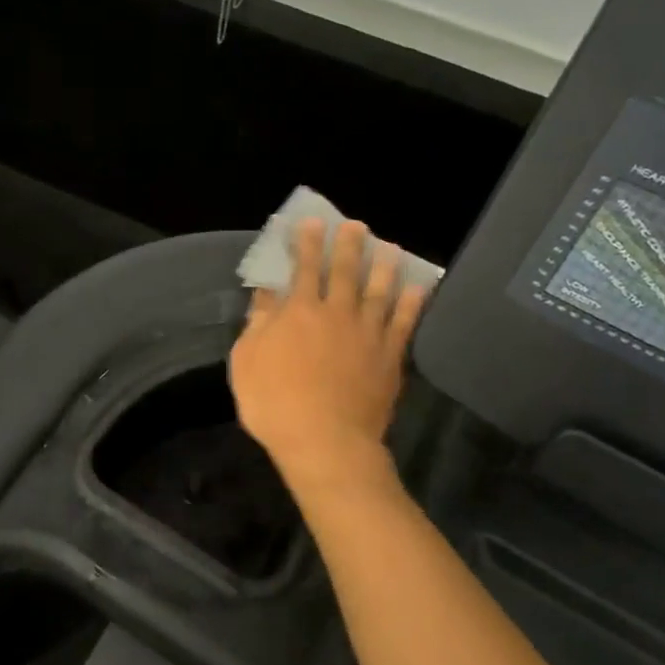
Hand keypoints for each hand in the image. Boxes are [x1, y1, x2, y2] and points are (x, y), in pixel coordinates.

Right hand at [230, 219, 427, 487]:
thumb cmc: (275, 404)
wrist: (326, 442)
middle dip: (349, 245)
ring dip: (384, 266)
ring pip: (379, 291)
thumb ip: (257, 323)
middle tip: (356, 225)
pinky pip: (404, 323)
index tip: (312, 222)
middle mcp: (337, 313)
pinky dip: (412, 303)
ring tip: (390, 247)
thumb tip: (265, 294)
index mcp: (299, 312)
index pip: (304, 268)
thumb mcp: (247, 362)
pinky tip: (418, 288)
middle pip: (345, 271)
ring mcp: (368, 334)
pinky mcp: (390, 357)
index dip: (307, 243)